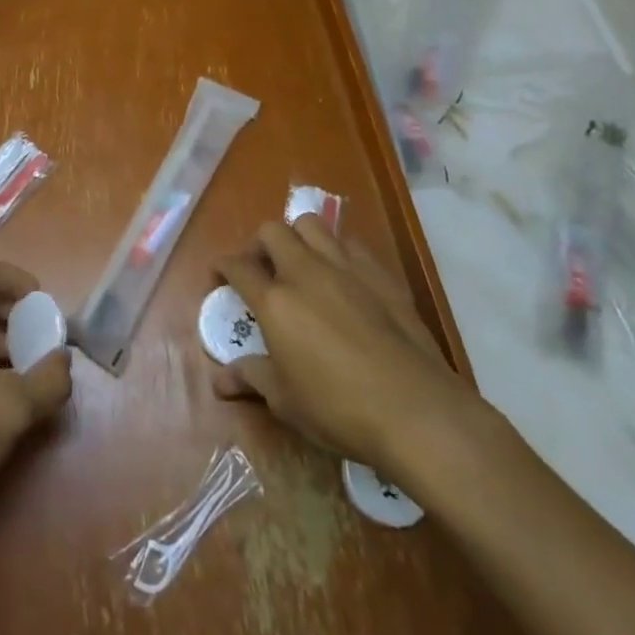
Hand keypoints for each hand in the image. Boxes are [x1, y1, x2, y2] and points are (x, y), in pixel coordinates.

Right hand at [212, 215, 475, 475]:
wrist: (416, 409)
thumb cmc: (339, 408)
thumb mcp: (286, 401)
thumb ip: (251, 378)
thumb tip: (219, 381)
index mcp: (275, 301)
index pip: (237, 266)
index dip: (222, 266)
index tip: (219, 275)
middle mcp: (305, 272)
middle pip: (272, 231)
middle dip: (259, 245)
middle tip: (261, 270)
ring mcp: (346, 268)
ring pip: (311, 225)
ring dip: (298, 238)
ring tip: (300, 265)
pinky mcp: (381, 274)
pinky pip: (350, 244)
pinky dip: (337, 252)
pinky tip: (343, 278)